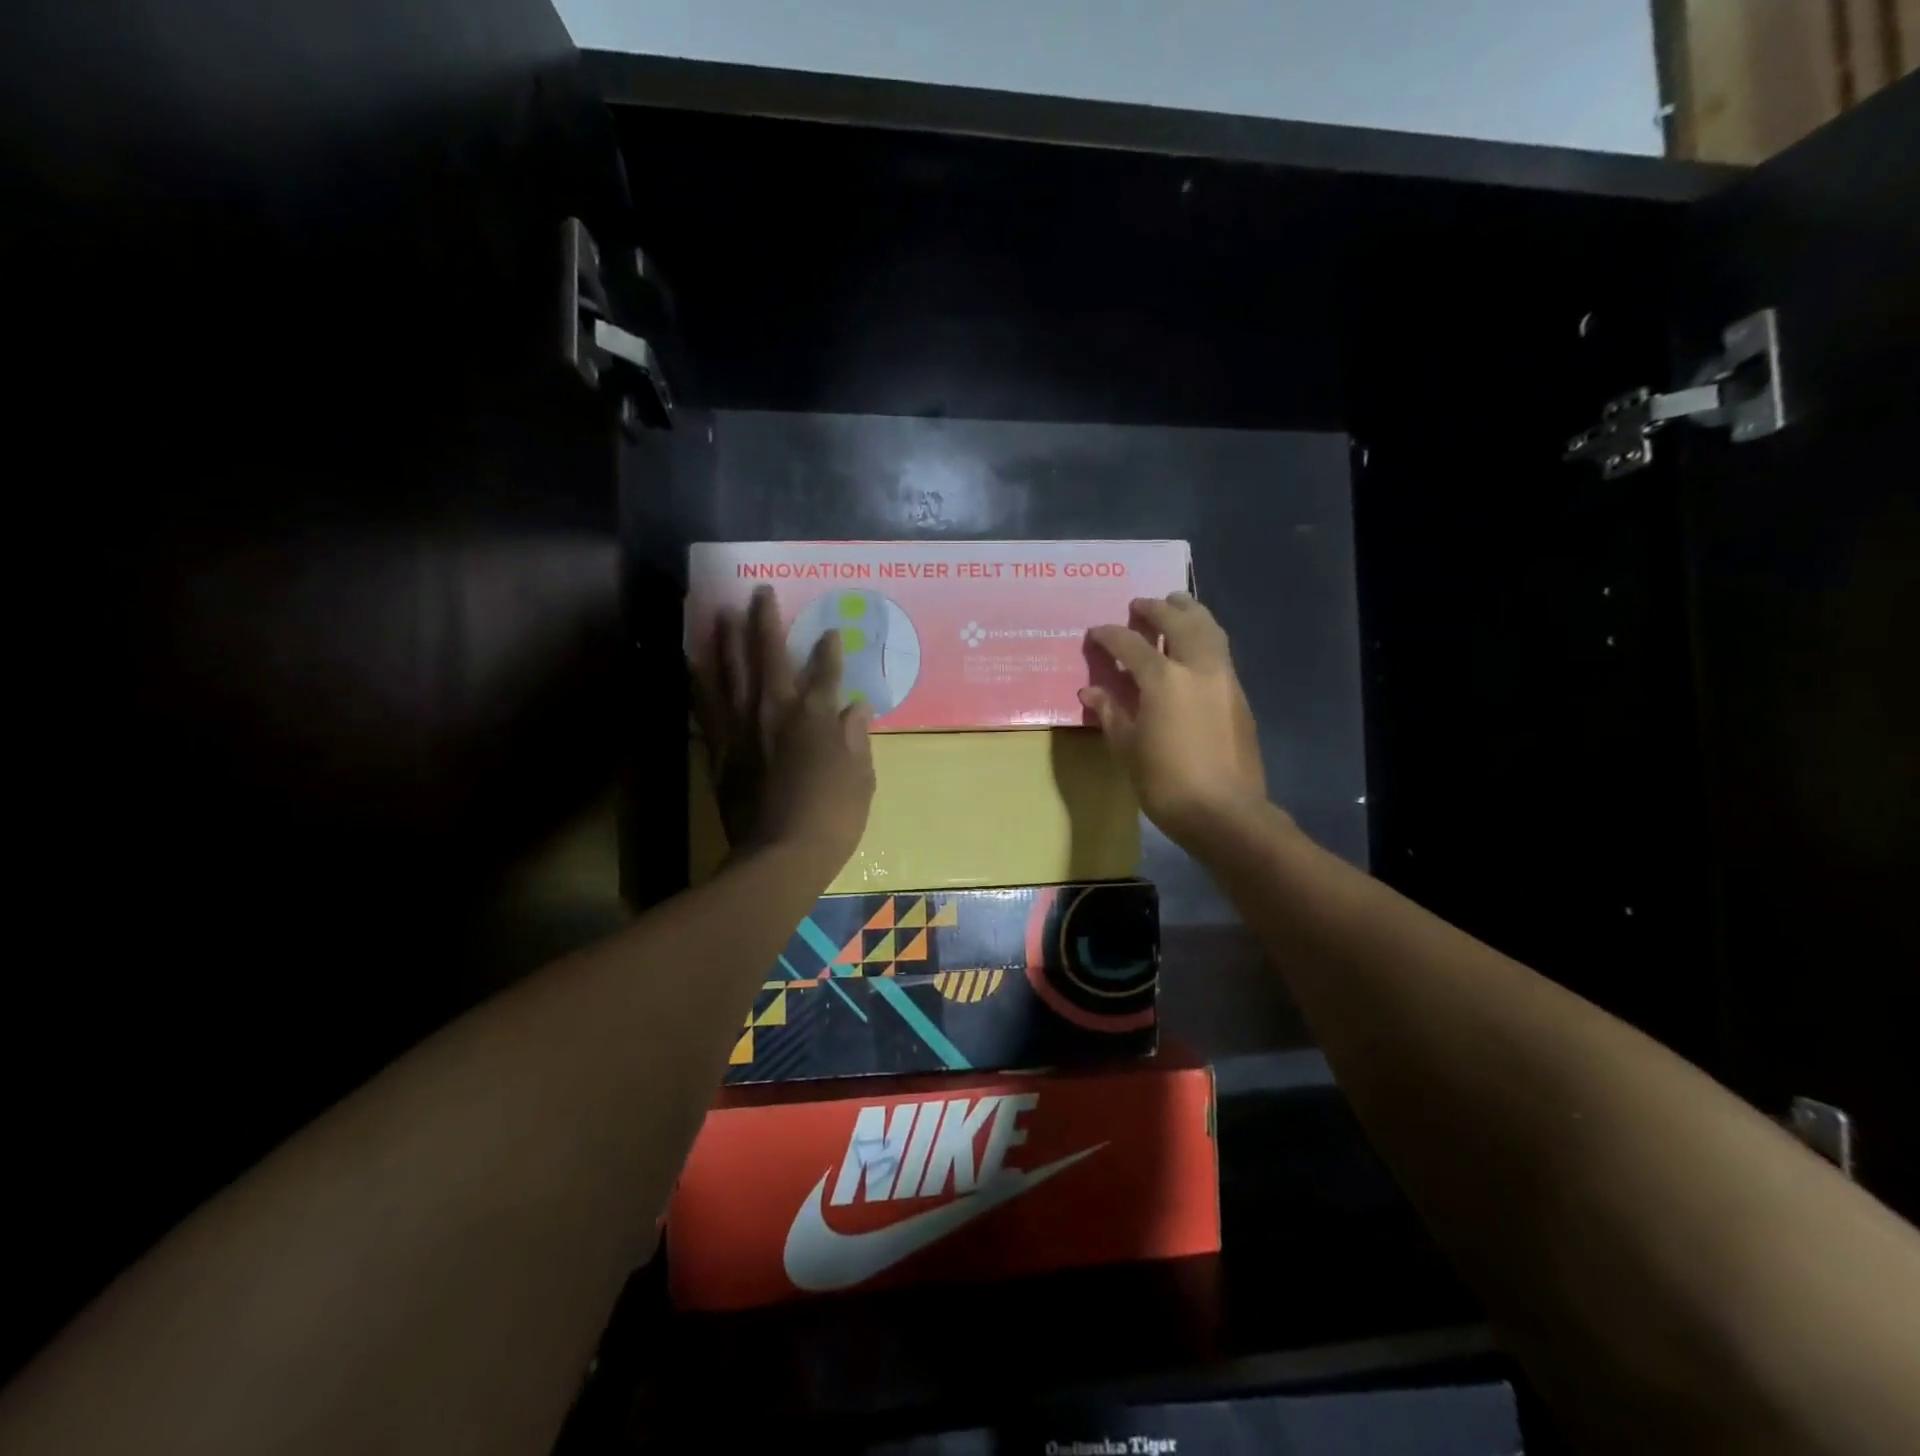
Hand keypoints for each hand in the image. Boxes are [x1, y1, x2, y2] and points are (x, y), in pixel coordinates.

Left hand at [694, 586, 875, 872]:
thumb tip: (857, 708)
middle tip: (760, 591)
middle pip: (768, 656)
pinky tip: (694, 662)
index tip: (830, 630)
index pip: (825, 672)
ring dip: (726, 639)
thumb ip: (855, 739)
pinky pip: (705, 706)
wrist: (780, 855)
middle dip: (766, 621)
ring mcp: (741, 728)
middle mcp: (775, 711)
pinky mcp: (718, 749)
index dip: (829, 649)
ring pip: (729, 672)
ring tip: (720, 612)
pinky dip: (699, 681)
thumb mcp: (860, 779)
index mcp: (815, 717)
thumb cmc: (832, 818)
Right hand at [1081, 593, 1270, 849]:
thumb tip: (1091, 691)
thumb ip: (1111, 713)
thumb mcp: (1127, 749)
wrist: (1225, 813)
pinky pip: (1221, 651)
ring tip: (1175, 606)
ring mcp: (1224, 679)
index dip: (1109, 635)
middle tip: (1139, 604)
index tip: (1095, 633)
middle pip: (1179, 621)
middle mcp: (1198, 667)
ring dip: (1190, 612)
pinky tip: (1193, 647)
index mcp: (1164, 679)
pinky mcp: (1239, 696)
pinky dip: (1205, 636)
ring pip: (1210, 629)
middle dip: (1157, 608)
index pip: (1131, 644)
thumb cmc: (1166, 783)